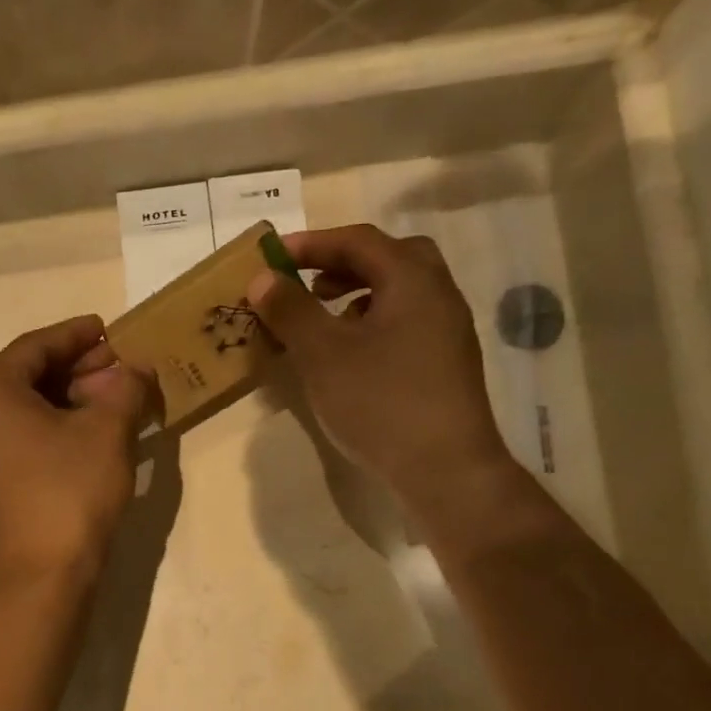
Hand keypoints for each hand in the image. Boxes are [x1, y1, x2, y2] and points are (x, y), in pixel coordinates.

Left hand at [0, 315, 150, 587]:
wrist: (40, 578)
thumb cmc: (69, 492)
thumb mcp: (107, 431)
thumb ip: (125, 388)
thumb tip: (136, 369)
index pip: (35, 346)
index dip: (76, 334)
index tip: (109, 330)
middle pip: (28, 376)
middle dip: (77, 368)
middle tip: (120, 366)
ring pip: (27, 409)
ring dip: (71, 399)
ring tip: (115, 399)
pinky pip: (24, 438)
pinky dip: (58, 427)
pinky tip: (93, 434)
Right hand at [247, 224, 511, 500]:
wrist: (445, 469)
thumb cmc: (380, 402)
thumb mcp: (323, 354)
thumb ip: (291, 310)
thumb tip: (262, 278)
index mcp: (413, 280)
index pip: (359, 241)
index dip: (312, 243)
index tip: (273, 256)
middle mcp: (438, 296)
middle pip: (390, 259)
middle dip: (343, 265)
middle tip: (308, 282)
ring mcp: (448, 333)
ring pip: (400, 294)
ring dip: (358, 295)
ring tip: (323, 321)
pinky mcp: (446, 367)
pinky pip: (405, 325)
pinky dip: (373, 325)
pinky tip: (351, 358)